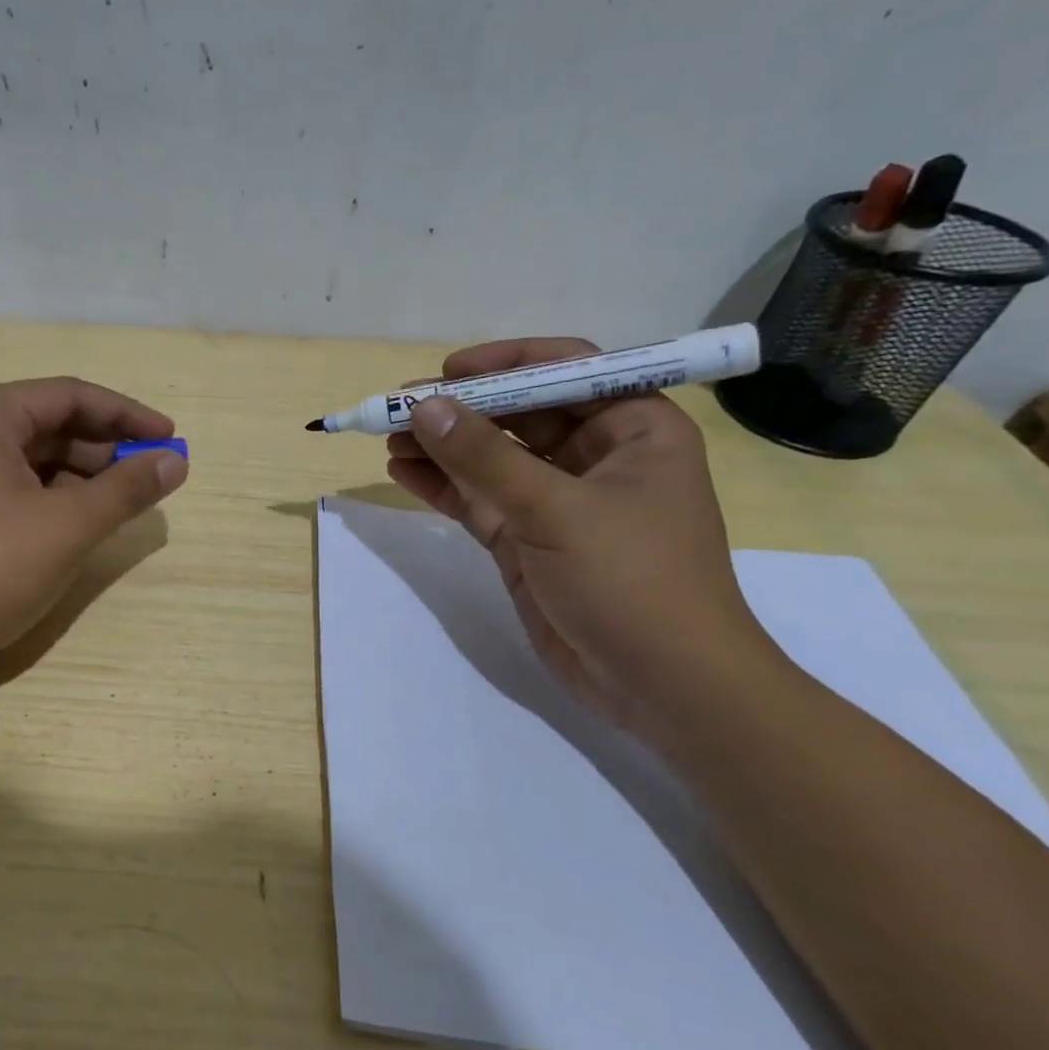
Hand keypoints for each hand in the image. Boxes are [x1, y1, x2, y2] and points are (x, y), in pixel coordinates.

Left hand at [0, 377, 187, 695]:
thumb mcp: (66, 527)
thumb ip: (126, 489)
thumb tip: (176, 460)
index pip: (70, 395)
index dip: (128, 415)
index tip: (171, 439)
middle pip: (48, 425)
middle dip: (104, 450)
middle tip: (149, 479)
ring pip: (29, 461)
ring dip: (79, 478)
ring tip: (118, 507)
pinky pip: (9, 489)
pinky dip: (48, 501)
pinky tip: (72, 527)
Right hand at [386, 338, 783, 739]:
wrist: (660, 685)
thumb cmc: (633, 581)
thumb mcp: (557, 511)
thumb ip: (485, 458)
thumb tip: (425, 407)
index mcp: (633, 429)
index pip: (568, 370)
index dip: (507, 364)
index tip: (449, 372)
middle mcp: (595, 457)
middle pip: (518, 414)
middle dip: (460, 410)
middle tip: (398, 408)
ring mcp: (556, 502)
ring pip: (490, 459)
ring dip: (441, 447)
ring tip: (388, 440)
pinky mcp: (526, 540)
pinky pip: (478, 499)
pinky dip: (441, 486)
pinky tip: (402, 472)